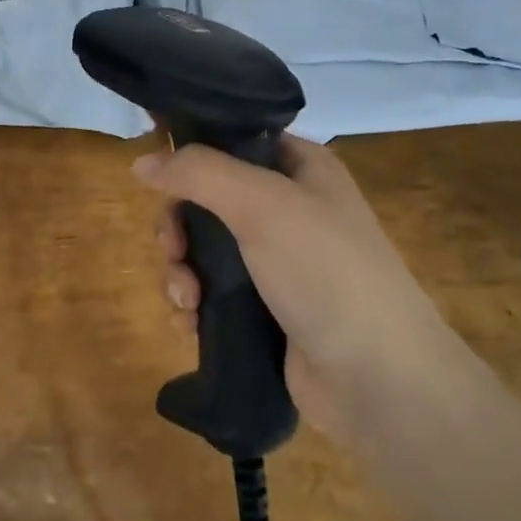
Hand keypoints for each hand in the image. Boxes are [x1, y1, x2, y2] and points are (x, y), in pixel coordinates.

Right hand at [136, 135, 440, 439]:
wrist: (378, 381)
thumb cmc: (325, 272)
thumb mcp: (262, 204)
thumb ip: (199, 173)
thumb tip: (141, 162)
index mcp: (299, 168)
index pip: (233, 139)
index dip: (191, 151)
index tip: (154, 172)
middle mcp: (288, 208)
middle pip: (207, 198)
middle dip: (179, 226)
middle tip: (172, 250)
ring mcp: (276, 262)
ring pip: (202, 249)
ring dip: (181, 271)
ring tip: (186, 300)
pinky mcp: (264, 310)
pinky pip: (211, 292)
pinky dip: (194, 305)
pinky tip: (191, 325)